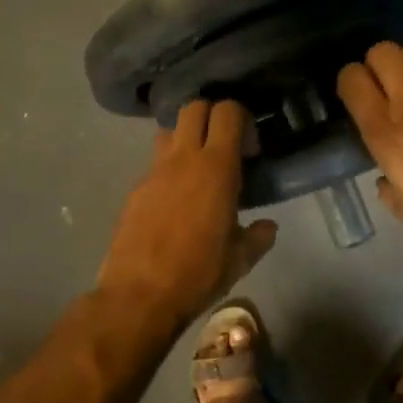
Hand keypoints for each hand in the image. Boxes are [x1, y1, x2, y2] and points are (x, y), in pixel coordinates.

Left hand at [98, 99, 277, 326]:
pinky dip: (169, 169)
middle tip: (225, 146)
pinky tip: (176, 200)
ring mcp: (154, 172)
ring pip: (169, 131)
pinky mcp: (135, 189)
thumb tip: (268, 227)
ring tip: (198, 169)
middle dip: (212, 116)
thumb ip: (258, 237)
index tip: (250, 148)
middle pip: (194, 107)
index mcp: (216, 168)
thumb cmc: (198, 274)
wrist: (139, 295)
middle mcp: (183, 159)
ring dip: (186, 138)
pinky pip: (155, 163)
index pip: (227, 112)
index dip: (241, 118)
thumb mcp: (239, 260)